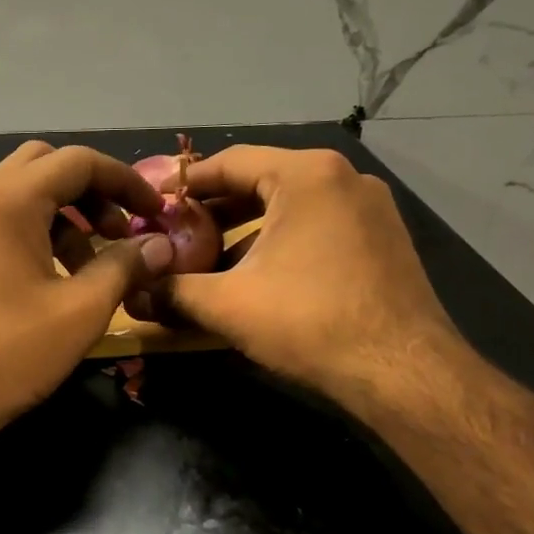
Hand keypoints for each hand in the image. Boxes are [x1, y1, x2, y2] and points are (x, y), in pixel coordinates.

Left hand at [0, 142, 175, 443]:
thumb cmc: (10, 354)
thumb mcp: (81, 311)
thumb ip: (124, 267)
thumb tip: (161, 245)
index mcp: (10, 203)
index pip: (77, 161)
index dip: (125, 180)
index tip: (155, 213)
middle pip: (46, 167)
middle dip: (93, 190)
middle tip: (120, 230)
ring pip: (26, 196)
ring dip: (69, 215)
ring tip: (97, 263)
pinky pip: (8, 224)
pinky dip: (43, 234)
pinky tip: (62, 278)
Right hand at [147, 145, 471, 415]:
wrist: (402, 371)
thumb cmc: (310, 322)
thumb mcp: (228, 305)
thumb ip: (172, 292)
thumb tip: (131, 295)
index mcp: (306, 175)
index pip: (230, 162)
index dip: (185, 185)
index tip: (153, 206)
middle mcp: (342, 178)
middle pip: (261, 182)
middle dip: (214, 211)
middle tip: (175, 235)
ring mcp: (369, 208)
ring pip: (290, 206)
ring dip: (246, 230)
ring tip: (209, 260)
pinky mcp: (382, 239)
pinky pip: (317, 226)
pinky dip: (281, 242)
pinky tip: (258, 277)